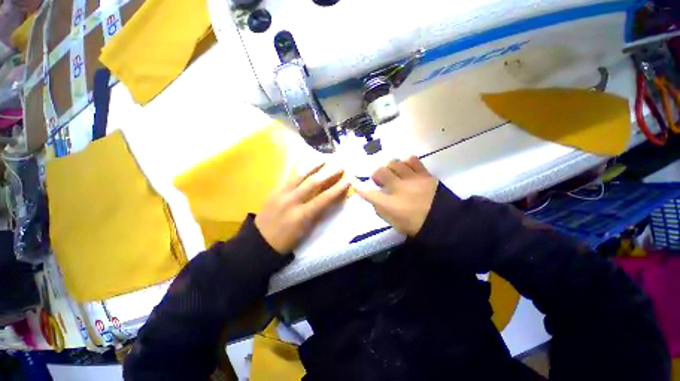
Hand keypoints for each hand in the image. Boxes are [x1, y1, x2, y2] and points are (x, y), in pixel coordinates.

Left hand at [255, 163, 350, 253]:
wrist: (260, 241)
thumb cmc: (287, 240)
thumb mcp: (306, 231)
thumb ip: (318, 214)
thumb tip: (330, 200)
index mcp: (302, 215)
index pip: (324, 198)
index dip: (337, 188)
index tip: (348, 180)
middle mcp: (292, 200)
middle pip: (313, 182)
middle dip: (329, 173)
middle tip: (340, 166)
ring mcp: (281, 193)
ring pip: (299, 175)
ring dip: (313, 166)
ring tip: (323, 159)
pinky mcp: (274, 190)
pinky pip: (288, 176)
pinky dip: (299, 169)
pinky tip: (304, 163)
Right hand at [356, 156, 437, 236]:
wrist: (444, 221)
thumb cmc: (415, 225)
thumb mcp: (393, 222)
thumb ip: (380, 209)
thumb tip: (372, 197)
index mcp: (390, 204)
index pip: (369, 193)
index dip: (361, 188)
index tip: (357, 186)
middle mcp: (398, 188)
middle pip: (380, 172)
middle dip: (376, 174)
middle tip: (380, 179)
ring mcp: (412, 179)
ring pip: (394, 163)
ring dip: (390, 167)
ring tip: (394, 173)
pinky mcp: (424, 174)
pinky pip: (412, 160)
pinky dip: (407, 162)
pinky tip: (406, 168)